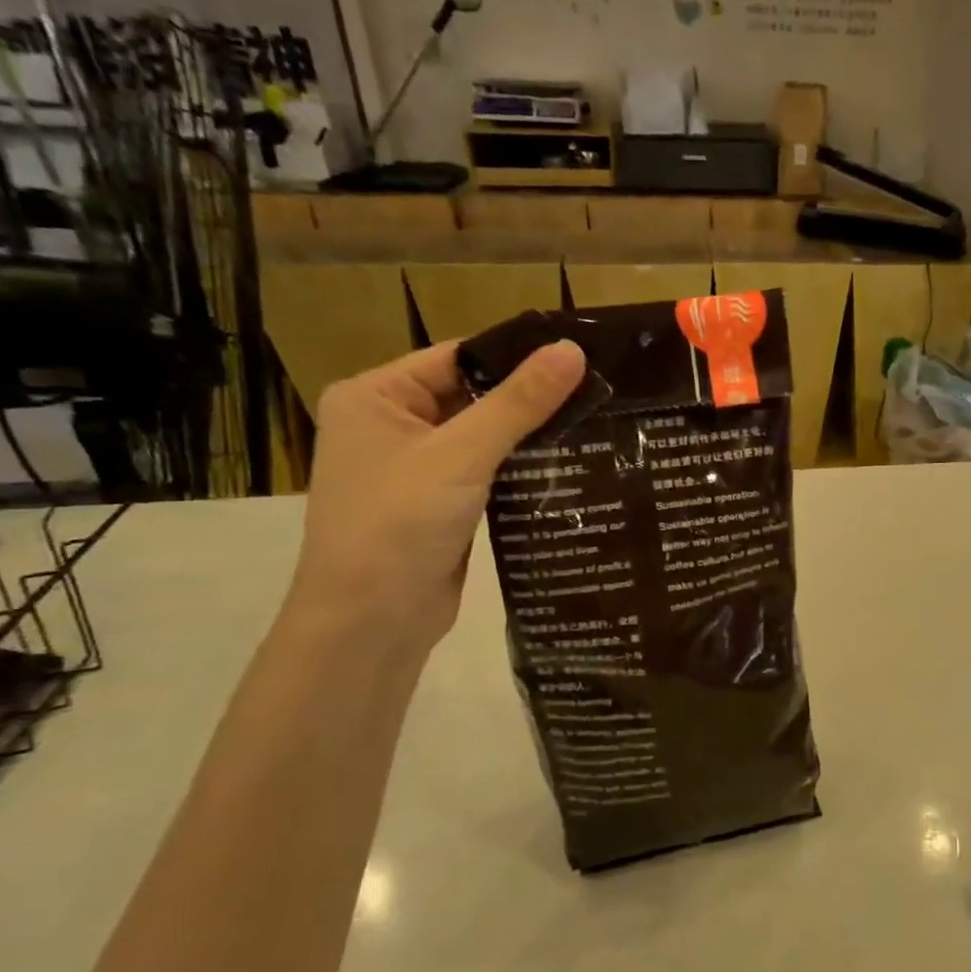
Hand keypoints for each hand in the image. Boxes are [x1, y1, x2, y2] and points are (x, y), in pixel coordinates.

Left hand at [290, 340, 585, 644]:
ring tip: (597, 421)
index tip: (580, 356)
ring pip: (483, 437)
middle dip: (529, 398)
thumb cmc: (399, 524)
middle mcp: (390, 425)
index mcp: (375, 396)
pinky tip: (569, 464)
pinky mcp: (440, 504)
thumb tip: (572, 349)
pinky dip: (521, 468)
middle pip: (472, 396)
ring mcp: (416, 468)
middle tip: (600, 390)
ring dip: (529, 436)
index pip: (457, 357)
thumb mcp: (462, 454)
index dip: (517, 356)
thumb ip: (518, 403)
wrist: (371, 622)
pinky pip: (486, 472)